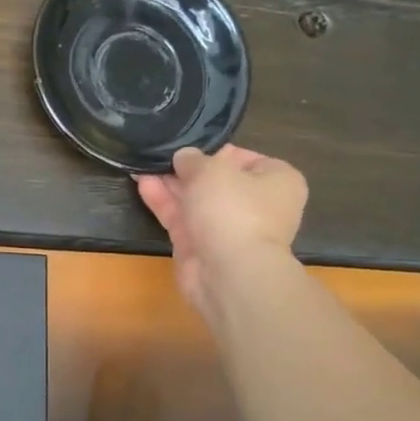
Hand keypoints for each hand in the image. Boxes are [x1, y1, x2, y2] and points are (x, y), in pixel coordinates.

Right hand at [136, 146, 308, 317]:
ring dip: (170, 184)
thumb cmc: (234, 210)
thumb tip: (184, 157)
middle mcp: (256, 205)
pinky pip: (182, 218)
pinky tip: (143, 184)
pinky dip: (164, 202)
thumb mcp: (212, 171)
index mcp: (277, 180)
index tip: (190, 148)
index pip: (245, 158)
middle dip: (187, 170)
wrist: (229, 272)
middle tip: (160, 155)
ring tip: (143, 165)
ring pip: (196, 200)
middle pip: (217, 181)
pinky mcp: (201, 246)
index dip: (215, 152)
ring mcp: (227, 228)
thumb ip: (193, 160)